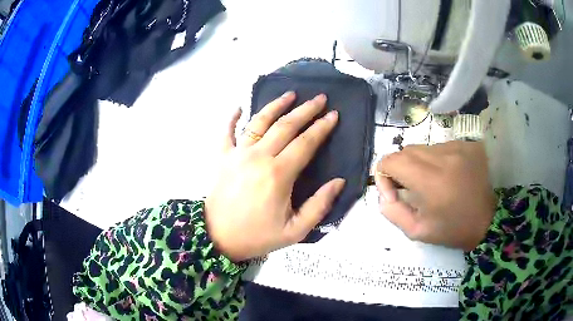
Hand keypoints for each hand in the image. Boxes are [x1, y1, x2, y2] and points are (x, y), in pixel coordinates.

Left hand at [205, 92, 344, 261]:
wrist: (217, 238)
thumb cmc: (256, 236)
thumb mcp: (295, 230)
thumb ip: (319, 205)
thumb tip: (339, 182)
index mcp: (278, 174)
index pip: (306, 142)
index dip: (322, 127)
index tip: (333, 114)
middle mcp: (258, 156)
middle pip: (286, 125)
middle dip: (306, 110)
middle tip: (320, 98)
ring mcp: (237, 153)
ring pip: (259, 121)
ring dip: (276, 105)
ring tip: (290, 93)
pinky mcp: (222, 157)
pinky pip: (226, 131)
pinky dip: (232, 118)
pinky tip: (239, 107)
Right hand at [375, 141, 495, 250]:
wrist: (486, 221)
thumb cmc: (451, 230)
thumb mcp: (416, 231)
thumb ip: (392, 211)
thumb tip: (384, 192)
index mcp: (430, 181)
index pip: (391, 161)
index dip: (384, 176)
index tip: (395, 193)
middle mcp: (443, 157)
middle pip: (406, 151)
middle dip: (400, 169)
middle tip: (410, 189)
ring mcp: (457, 147)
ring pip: (423, 148)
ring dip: (419, 164)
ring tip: (431, 183)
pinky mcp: (466, 144)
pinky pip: (439, 147)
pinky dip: (435, 160)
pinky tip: (446, 175)